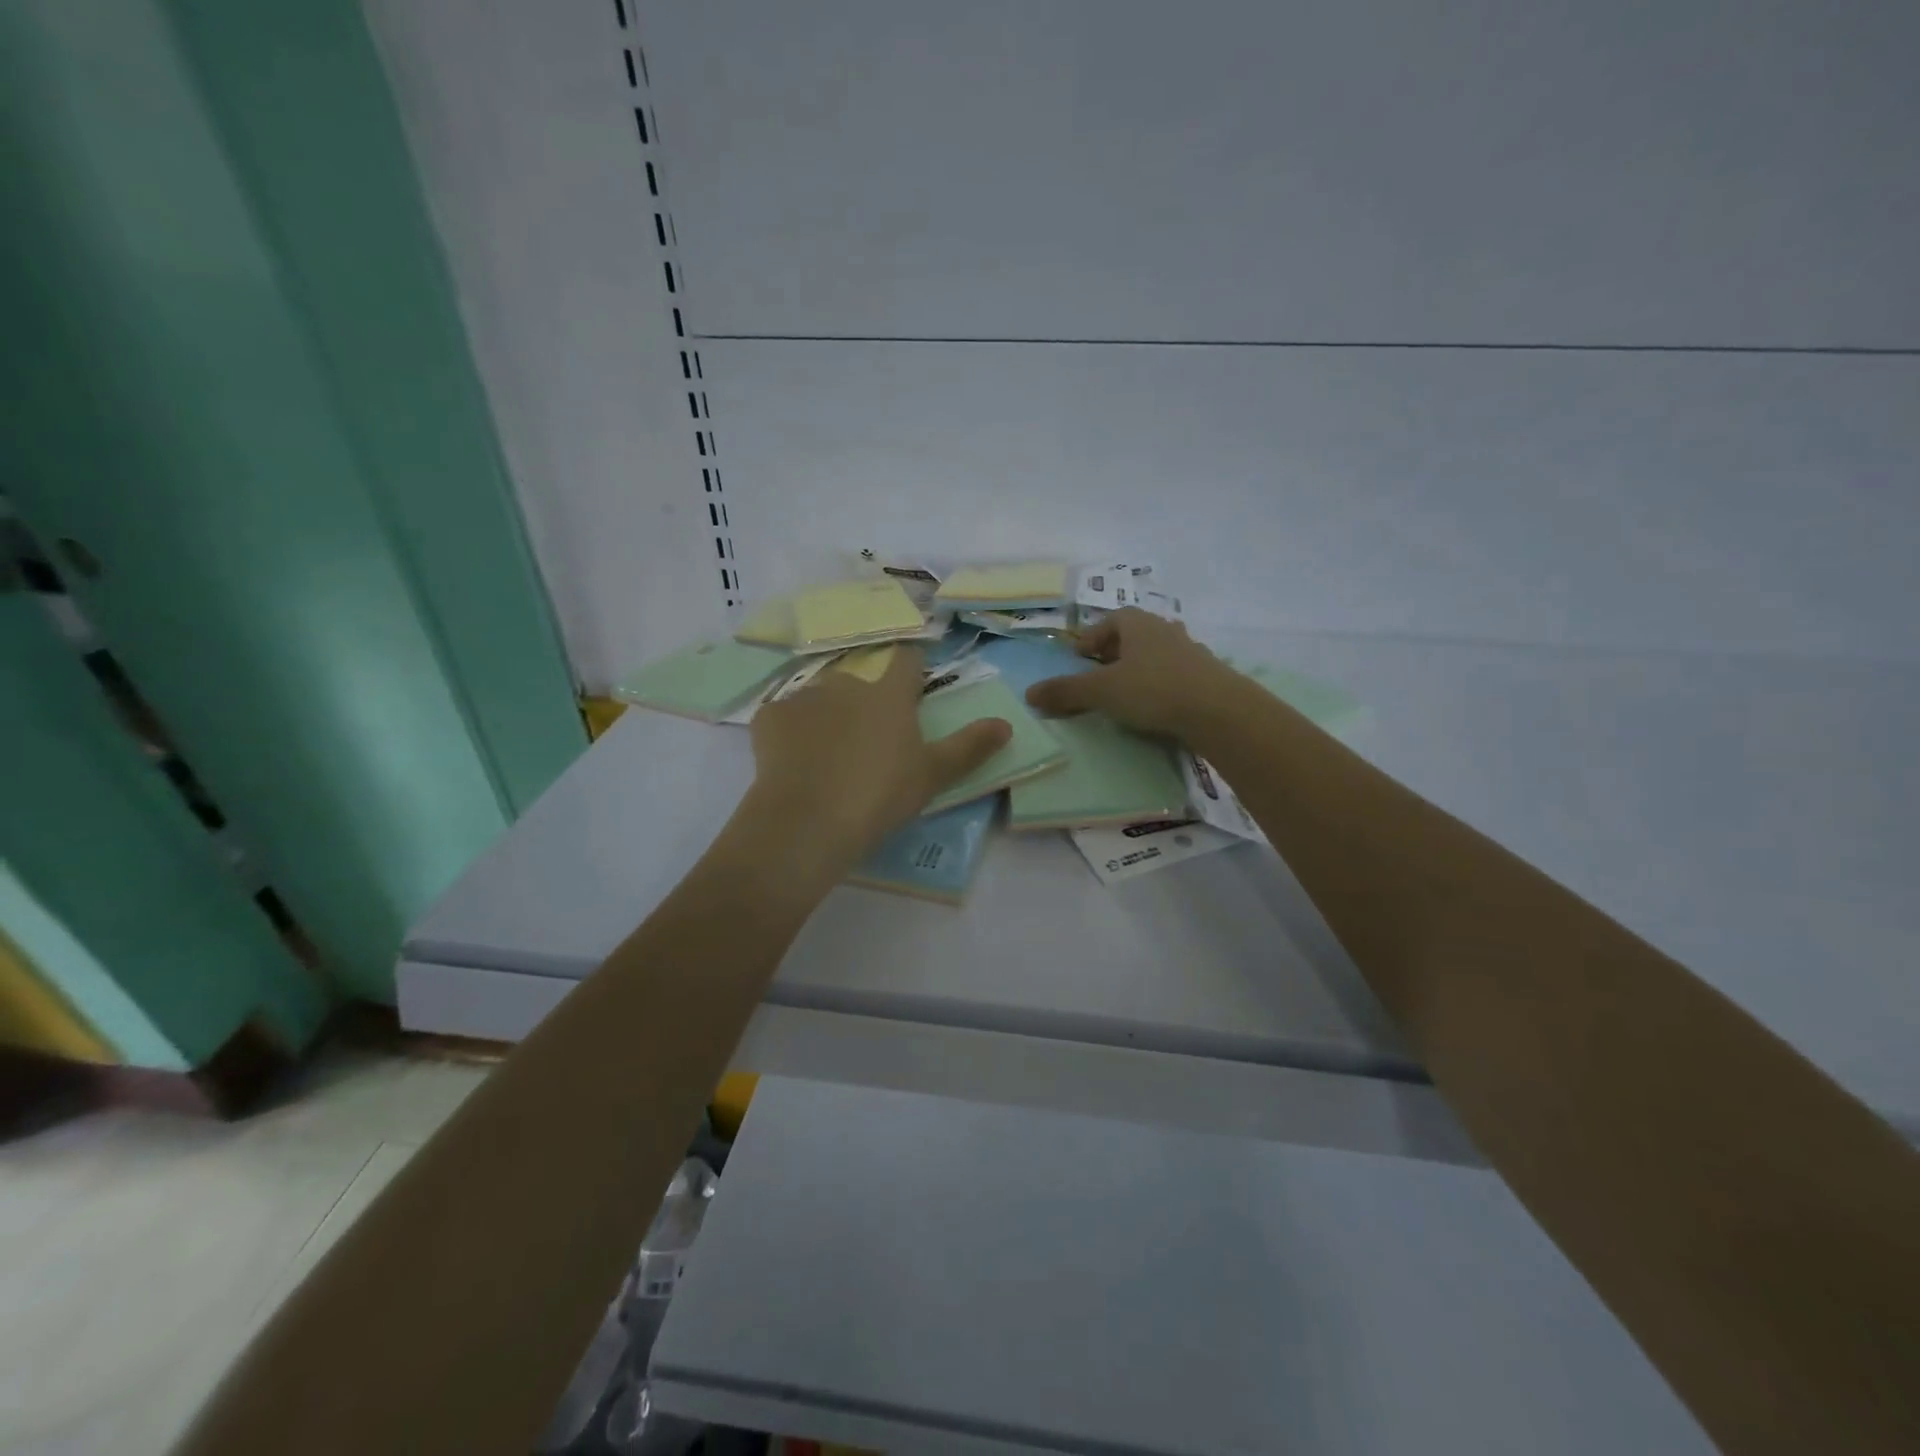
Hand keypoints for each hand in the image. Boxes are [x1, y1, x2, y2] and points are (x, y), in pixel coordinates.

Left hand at [743, 646, 1011, 873]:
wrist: (807, 822)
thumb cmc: (879, 796)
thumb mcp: (932, 776)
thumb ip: (970, 747)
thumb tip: (1006, 723)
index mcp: (889, 695)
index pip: (907, 660)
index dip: (912, 668)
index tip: (912, 685)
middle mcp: (846, 684)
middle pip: (860, 683)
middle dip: (864, 705)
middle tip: (867, 747)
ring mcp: (804, 698)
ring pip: (821, 700)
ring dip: (827, 718)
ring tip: (827, 760)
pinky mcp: (769, 718)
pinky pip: (785, 719)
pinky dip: (791, 734)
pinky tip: (794, 764)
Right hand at [1025, 608, 1246, 742]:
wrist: (1218, 710)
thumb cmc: (1153, 689)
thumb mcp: (1101, 691)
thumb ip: (1066, 691)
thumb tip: (1029, 693)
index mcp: (1138, 624)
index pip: (1112, 619)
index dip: (1093, 636)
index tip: (1080, 657)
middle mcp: (1165, 630)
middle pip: (1135, 634)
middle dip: (1115, 652)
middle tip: (1099, 673)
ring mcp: (1190, 652)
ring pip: (1156, 654)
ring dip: (1139, 668)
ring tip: (1126, 692)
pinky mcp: (1207, 676)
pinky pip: (1175, 674)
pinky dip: (1160, 684)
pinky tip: (1155, 706)